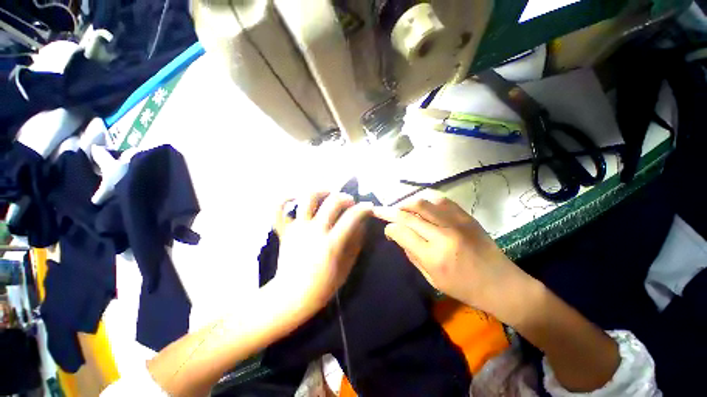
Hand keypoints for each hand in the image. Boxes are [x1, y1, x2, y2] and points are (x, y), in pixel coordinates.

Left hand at [272, 192, 372, 319]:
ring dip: (321, 191)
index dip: (364, 208)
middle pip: (332, 202)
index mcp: (331, 243)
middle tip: (350, 203)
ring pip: (307, 199)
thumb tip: (362, 225)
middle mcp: (314, 231)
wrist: (291, 297)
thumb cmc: (322, 286)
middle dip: (345, 198)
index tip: (369, 207)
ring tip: (328, 194)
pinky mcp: (285, 231)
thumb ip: (355, 244)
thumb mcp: (346, 267)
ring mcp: (297, 229)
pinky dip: (285, 200)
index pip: (352, 217)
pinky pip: (278, 211)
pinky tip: (295, 198)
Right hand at [373, 197, 530, 319]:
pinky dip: (427, 200)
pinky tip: (422, 205)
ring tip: (401, 208)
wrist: (501, 284)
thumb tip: (399, 236)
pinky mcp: (466, 216)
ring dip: (406, 203)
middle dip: (389, 211)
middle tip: (380, 210)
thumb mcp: (431, 279)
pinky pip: (441, 200)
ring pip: (422, 202)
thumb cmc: (464, 288)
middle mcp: (442, 235)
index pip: (401, 232)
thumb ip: (412, 255)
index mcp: (433, 256)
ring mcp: (456, 223)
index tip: (387, 229)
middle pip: (407, 215)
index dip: (389, 228)